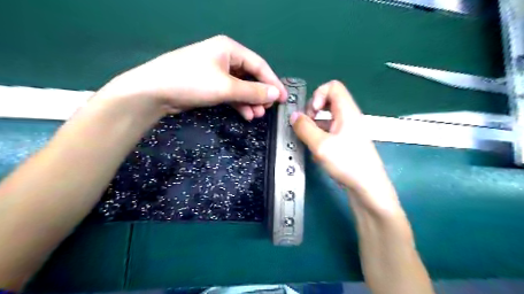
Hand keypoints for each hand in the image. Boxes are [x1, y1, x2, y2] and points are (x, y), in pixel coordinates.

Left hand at [94, 35, 285, 119]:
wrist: (155, 92)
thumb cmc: (193, 82)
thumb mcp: (226, 87)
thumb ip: (253, 91)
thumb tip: (276, 94)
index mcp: (229, 49)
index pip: (259, 65)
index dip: (273, 82)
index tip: (283, 98)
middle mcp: (224, 57)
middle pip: (250, 76)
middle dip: (260, 93)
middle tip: (268, 109)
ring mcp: (216, 72)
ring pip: (241, 87)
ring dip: (250, 101)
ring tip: (257, 115)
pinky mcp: (209, 85)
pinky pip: (230, 93)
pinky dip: (239, 103)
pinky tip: (246, 114)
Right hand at [291, 82, 401, 214]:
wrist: (367, 188)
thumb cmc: (347, 163)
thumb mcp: (321, 145)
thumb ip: (304, 128)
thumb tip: (293, 116)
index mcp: (347, 111)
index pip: (333, 87)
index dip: (318, 95)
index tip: (312, 112)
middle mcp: (348, 117)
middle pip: (329, 101)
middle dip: (313, 110)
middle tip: (307, 125)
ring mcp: (348, 130)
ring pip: (327, 118)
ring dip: (315, 126)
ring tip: (310, 142)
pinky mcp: (346, 142)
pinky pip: (329, 132)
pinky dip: (320, 137)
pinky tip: (317, 152)